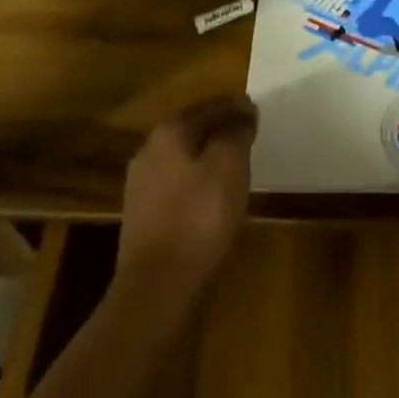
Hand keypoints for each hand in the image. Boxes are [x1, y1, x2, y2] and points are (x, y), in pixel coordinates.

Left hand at [113, 94, 257, 304]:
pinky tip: (211, 197)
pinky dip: (196, 183)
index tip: (257, 111)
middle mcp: (149, 150)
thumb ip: (237, 133)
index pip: (210, 107)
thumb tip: (242, 115)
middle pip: (193, 129)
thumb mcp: (229, 165)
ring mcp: (141, 186)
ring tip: (233, 165)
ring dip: (207, 157)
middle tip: (247, 134)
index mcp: (170, 131)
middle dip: (220, 129)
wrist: (155, 291)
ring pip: (183, 158)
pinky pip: (176, 186)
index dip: (236, 107)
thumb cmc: (198, 218)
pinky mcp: (141, 218)